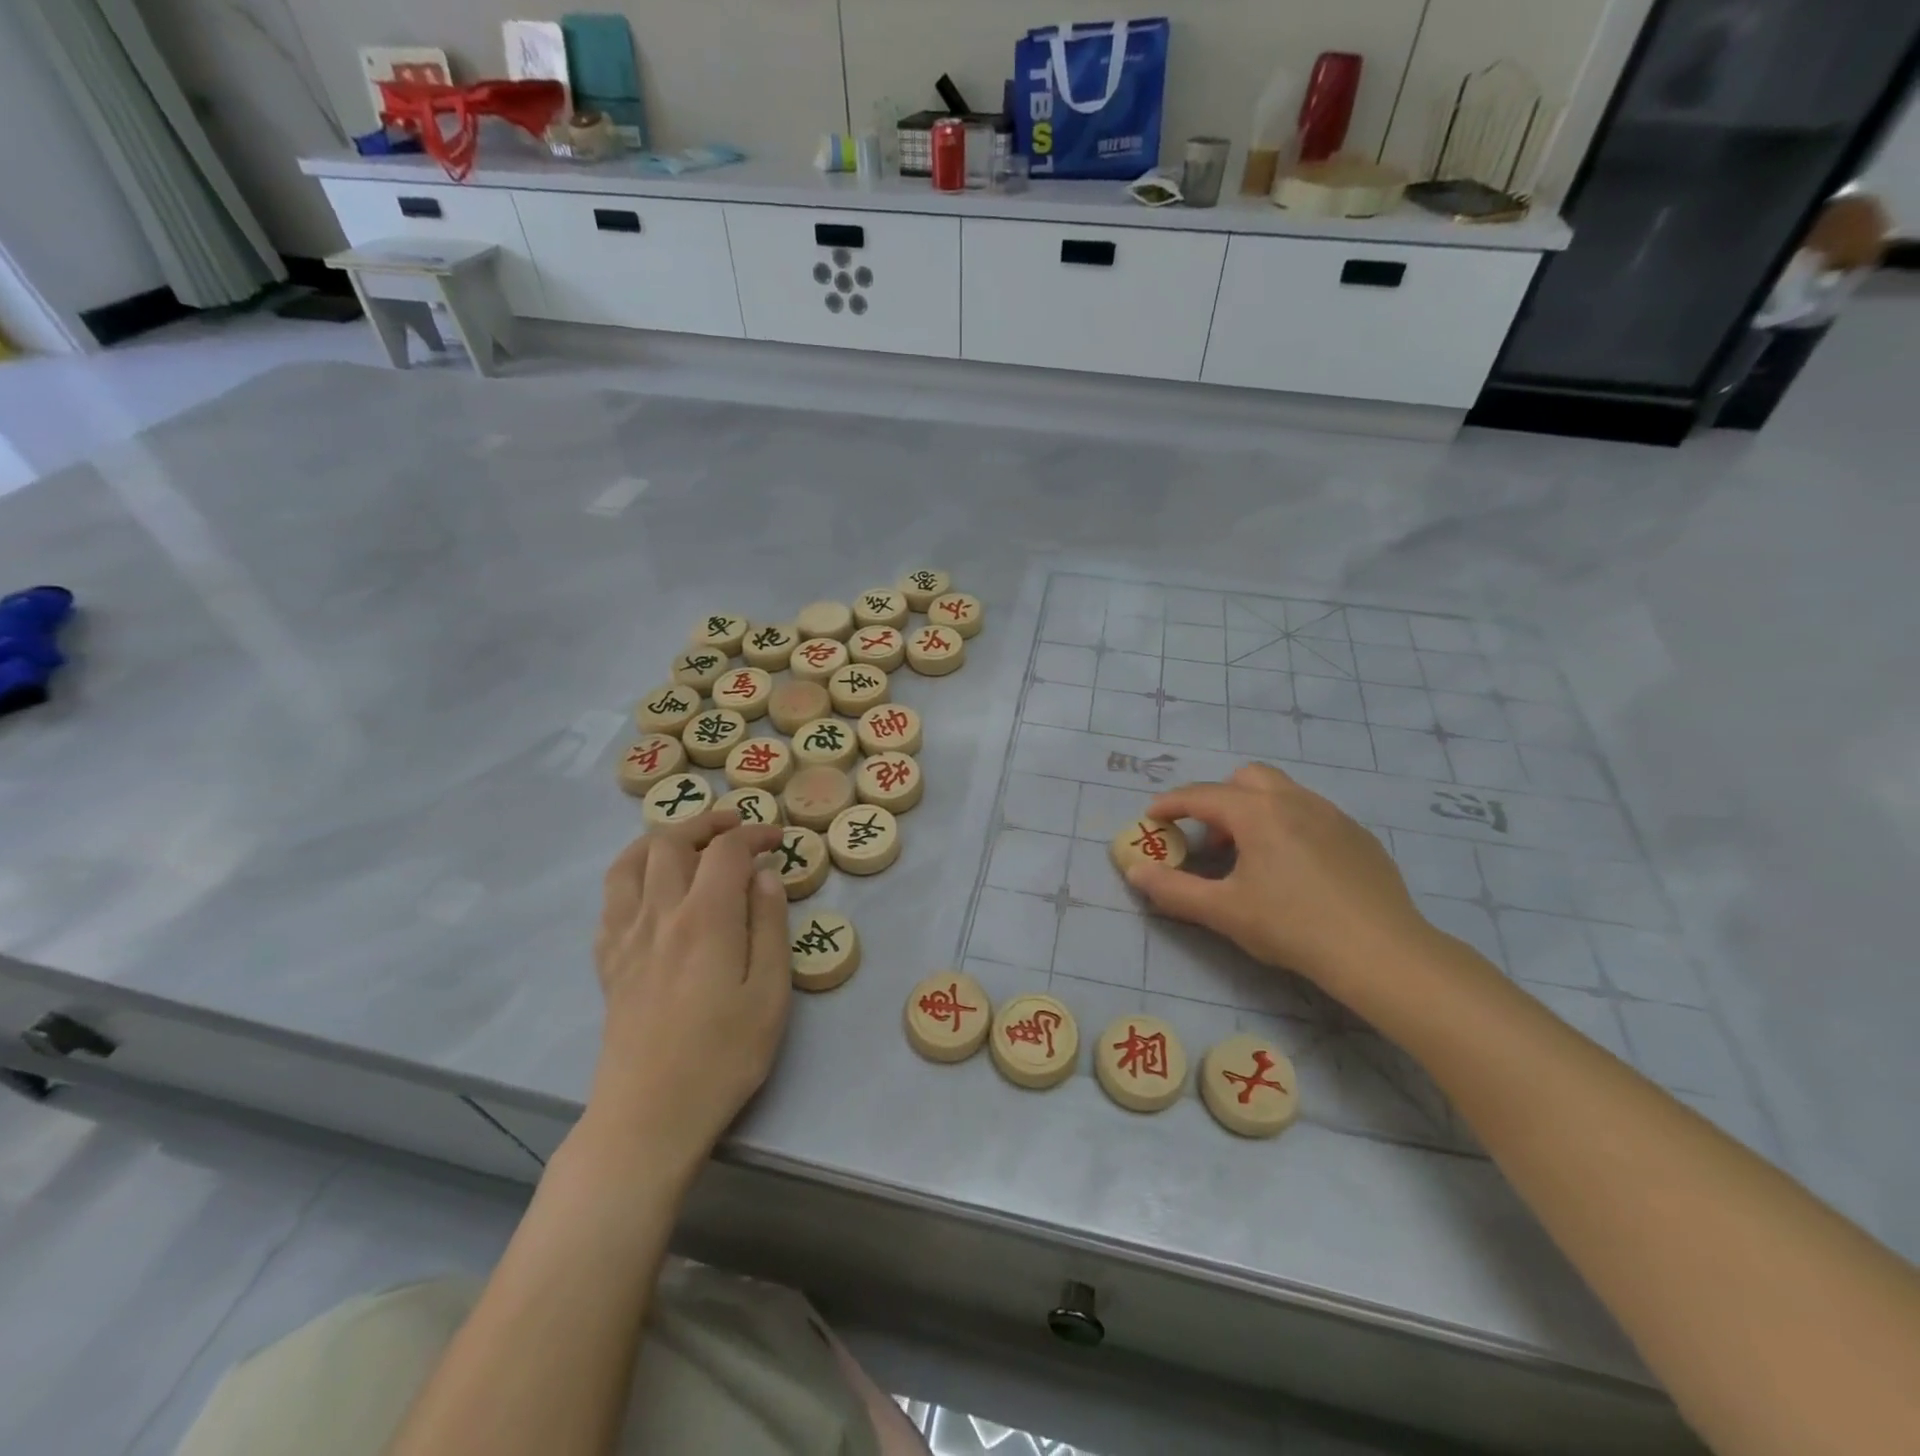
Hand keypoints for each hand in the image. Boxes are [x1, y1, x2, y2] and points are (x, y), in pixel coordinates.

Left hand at [587, 812, 789, 1174]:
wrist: (650, 1114)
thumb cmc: (724, 1055)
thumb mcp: (770, 992)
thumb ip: (769, 925)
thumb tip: (764, 875)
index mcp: (704, 918)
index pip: (725, 850)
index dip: (753, 834)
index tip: (777, 840)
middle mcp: (659, 914)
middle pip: (671, 842)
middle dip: (707, 823)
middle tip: (736, 827)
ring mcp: (626, 937)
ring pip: (631, 862)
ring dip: (662, 839)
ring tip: (688, 842)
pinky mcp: (608, 962)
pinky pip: (610, 899)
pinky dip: (632, 875)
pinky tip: (651, 890)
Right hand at [1126, 763, 1432, 993]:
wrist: (1381, 953)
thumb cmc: (1292, 927)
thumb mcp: (1223, 911)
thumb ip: (1172, 889)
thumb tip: (1136, 872)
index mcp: (1258, 812)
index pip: (1201, 795)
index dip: (1171, 804)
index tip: (1152, 817)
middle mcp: (1294, 800)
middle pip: (1246, 779)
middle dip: (1218, 798)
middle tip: (1207, 835)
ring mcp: (1332, 815)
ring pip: (1282, 792)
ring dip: (1254, 810)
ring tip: (1248, 854)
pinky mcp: (1358, 836)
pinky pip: (1311, 813)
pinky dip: (1287, 825)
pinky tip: (1293, 869)